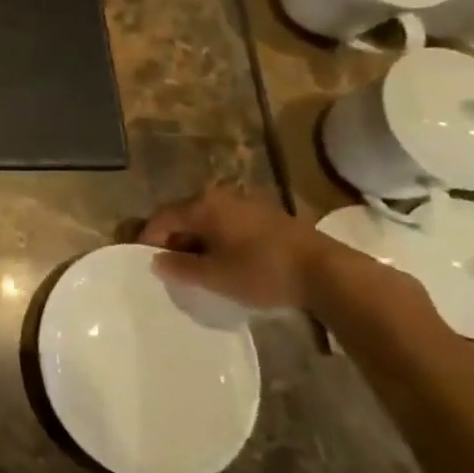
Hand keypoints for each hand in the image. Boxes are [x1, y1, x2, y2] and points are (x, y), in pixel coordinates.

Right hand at [140, 185, 330, 310]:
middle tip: (173, 267)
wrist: (326, 272)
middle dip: (175, 240)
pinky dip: (221, 240)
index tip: (146, 262)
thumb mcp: (215, 276)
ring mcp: (246, 203)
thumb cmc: (261, 271)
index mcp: (202, 205)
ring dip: (199, 241)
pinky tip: (228, 261)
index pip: (162, 219)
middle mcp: (220, 196)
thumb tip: (157, 261)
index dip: (149, 240)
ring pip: (209, 220)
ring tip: (201, 267)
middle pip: (185, 216)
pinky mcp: (267, 215)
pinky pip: (230, 224)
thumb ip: (180, 267)